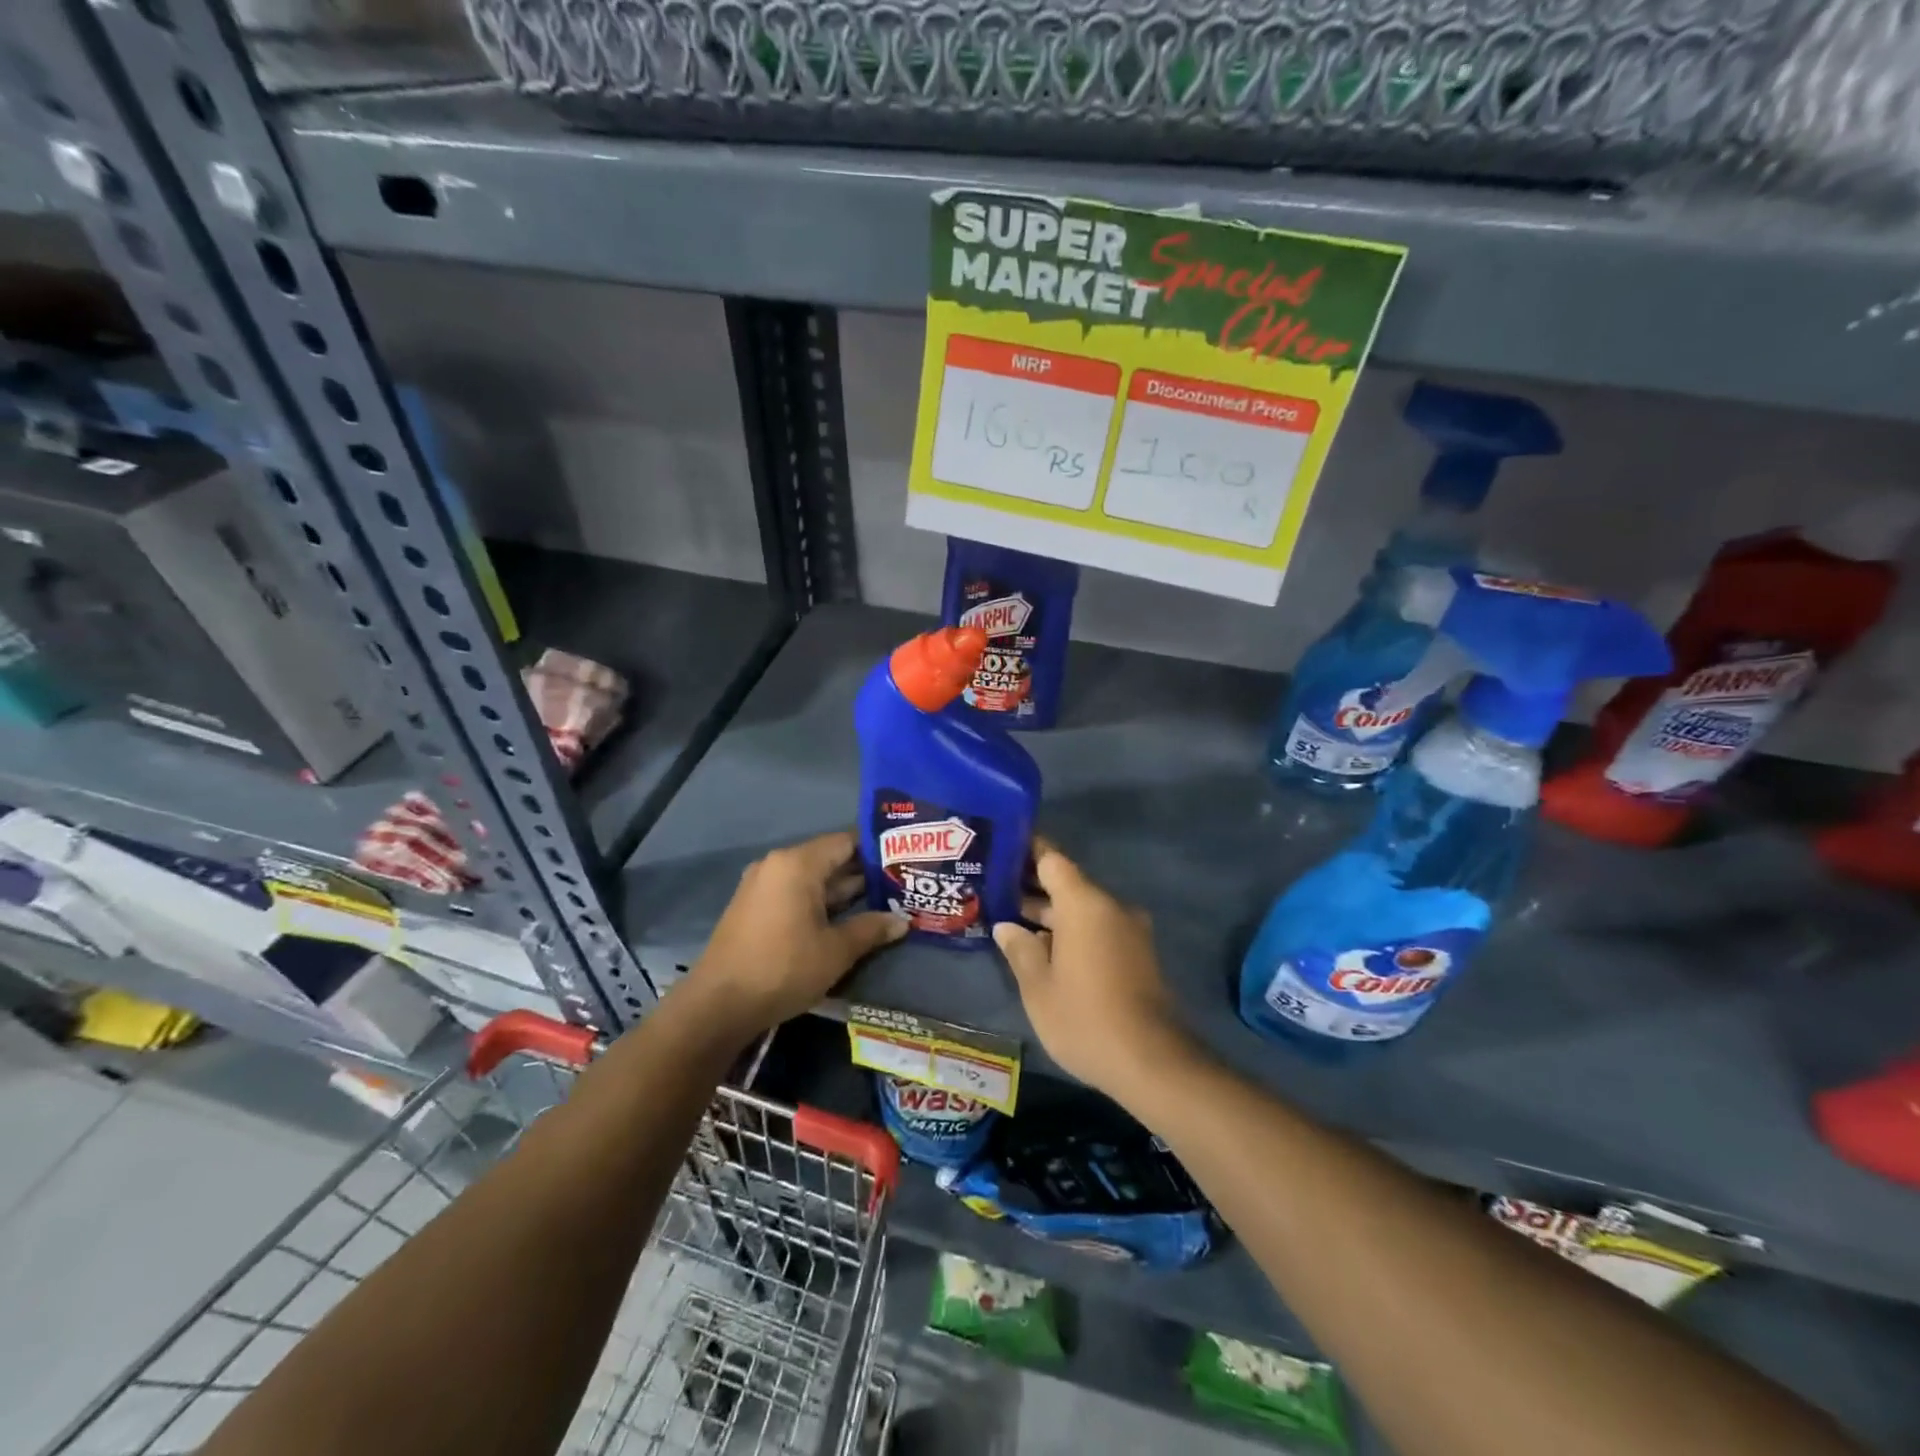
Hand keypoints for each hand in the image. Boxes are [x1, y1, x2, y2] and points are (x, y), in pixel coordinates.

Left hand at [687, 831, 906, 1035]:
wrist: (717, 1006)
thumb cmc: (782, 969)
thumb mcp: (835, 951)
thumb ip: (871, 929)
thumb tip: (902, 921)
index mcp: (798, 864)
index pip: (846, 841)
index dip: (877, 850)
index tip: (905, 860)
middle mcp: (778, 865)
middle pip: (829, 859)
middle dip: (864, 873)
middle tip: (902, 883)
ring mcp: (762, 886)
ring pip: (813, 879)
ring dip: (843, 891)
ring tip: (883, 901)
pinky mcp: (754, 907)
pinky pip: (795, 893)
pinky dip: (820, 902)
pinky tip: (845, 918)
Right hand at [993, 841, 1191, 1099]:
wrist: (1152, 1062)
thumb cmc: (1084, 1018)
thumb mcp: (1038, 987)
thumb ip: (1020, 949)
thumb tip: (1007, 927)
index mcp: (1085, 904)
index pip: (1052, 860)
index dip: (1026, 852)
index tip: (1001, 851)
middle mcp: (1111, 907)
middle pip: (1067, 884)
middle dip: (1033, 889)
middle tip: (995, 893)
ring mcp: (1129, 931)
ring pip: (1083, 909)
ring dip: (1052, 915)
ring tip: (1013, 924)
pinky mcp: (1138, 954)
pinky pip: (1099, 929)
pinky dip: (1073, 932)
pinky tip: (1046, 951)